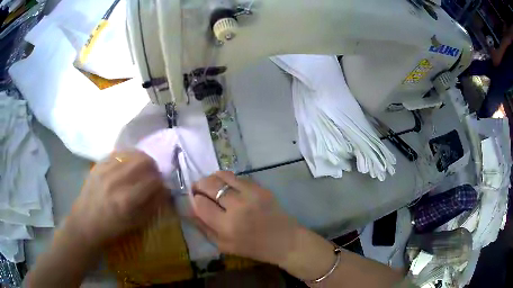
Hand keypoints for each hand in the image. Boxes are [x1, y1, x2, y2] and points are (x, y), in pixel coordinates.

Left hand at [66, 151, 168, 247]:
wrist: (86, 221)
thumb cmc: (112, 227)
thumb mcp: (136, 223)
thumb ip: (152, 205)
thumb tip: (164, 189)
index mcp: (127, 200)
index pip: (153, 181)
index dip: (161, 182)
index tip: (162, 186)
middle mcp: (116, 181)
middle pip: (144, 161)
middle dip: (154, 167)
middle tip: (153, 175)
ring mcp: (106, 170)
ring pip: (132, 154)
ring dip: (142, 160)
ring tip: (143, 168)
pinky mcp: (99, 164)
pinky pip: (119, 153)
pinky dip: (129, 157)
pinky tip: (129, 164)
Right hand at [191, 171, 299, 265]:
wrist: (284, 241)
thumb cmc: (253, 248)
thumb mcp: (224, 246)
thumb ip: (204, 228)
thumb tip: (189, 210)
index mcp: (227, 227)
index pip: (200, 204)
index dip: (194, 199)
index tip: (195, 199)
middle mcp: (238, 207)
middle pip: (209, 185)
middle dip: (199, 185)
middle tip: (198, 189)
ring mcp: (251, 194)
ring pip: (222, 176)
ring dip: (212, 179)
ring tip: (211, 185)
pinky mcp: (261, 188)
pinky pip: (237, 177)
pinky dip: (227, 179)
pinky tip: (228, 187)